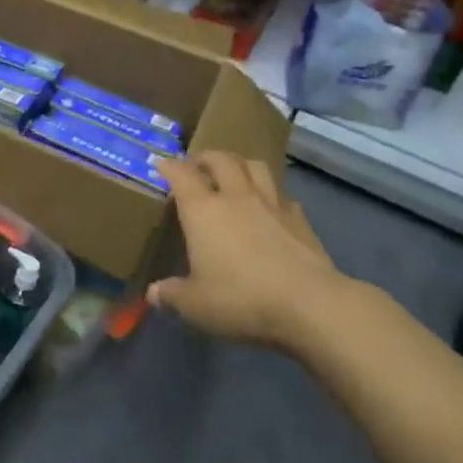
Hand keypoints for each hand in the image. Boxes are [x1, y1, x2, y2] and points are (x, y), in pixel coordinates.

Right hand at [151, 152, 339, 347]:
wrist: (309, 304)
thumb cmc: (241, 299)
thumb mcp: (196, 305)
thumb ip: (172, 296)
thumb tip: (154, 294)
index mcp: (203, 211)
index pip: (182, 175)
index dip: (169, 166)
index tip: (161, 163)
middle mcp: (236, 198)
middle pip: (221, 160)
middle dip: (206, 158)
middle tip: (198, 166)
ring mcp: (271, 204)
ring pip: (255, 167)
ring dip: (240, 164)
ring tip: (234, 174)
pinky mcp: (299, 219)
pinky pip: (282, 195)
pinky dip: (272, 195)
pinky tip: (271, 208)